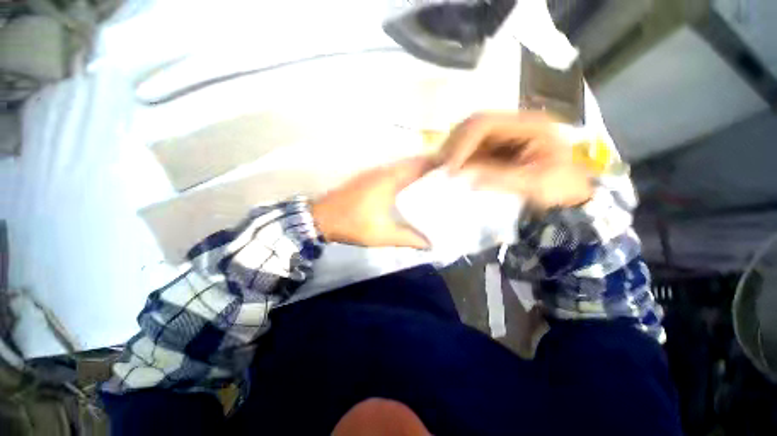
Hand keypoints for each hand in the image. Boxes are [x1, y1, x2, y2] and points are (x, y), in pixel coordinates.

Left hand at [311, 156, 434, 248]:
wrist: (321, 217)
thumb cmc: (353, 224)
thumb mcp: (383, 235)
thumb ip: (408, 238)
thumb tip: (430, 244)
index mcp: (390, 180)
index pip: (418, 164)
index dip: (436, 163)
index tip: (452, 169)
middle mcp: (383, 171)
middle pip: (412, 162)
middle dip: (429, 167)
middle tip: (446, 177)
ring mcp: (373, 172)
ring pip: (401, 166)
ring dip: (416, 170)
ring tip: (432, 181)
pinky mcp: (367, 177)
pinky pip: (392, 171)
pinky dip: (404, 175)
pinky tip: (408, 186)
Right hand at [438, 112, 593, 209]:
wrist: (565, 194)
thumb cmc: (558, 188)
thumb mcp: (536, 184)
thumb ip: (503, 179)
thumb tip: (468, 178)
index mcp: (528, 124)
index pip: (485, 124)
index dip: (462, 144)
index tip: (449, 169)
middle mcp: (511, 125)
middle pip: (471, 126)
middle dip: (452, 147)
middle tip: (440, 170)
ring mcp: (501, 137)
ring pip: (465, 137)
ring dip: (450, 153)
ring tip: (441, 171)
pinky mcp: (493, 149)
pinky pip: (467, 150)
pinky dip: (455, 160)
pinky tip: (448, 171)